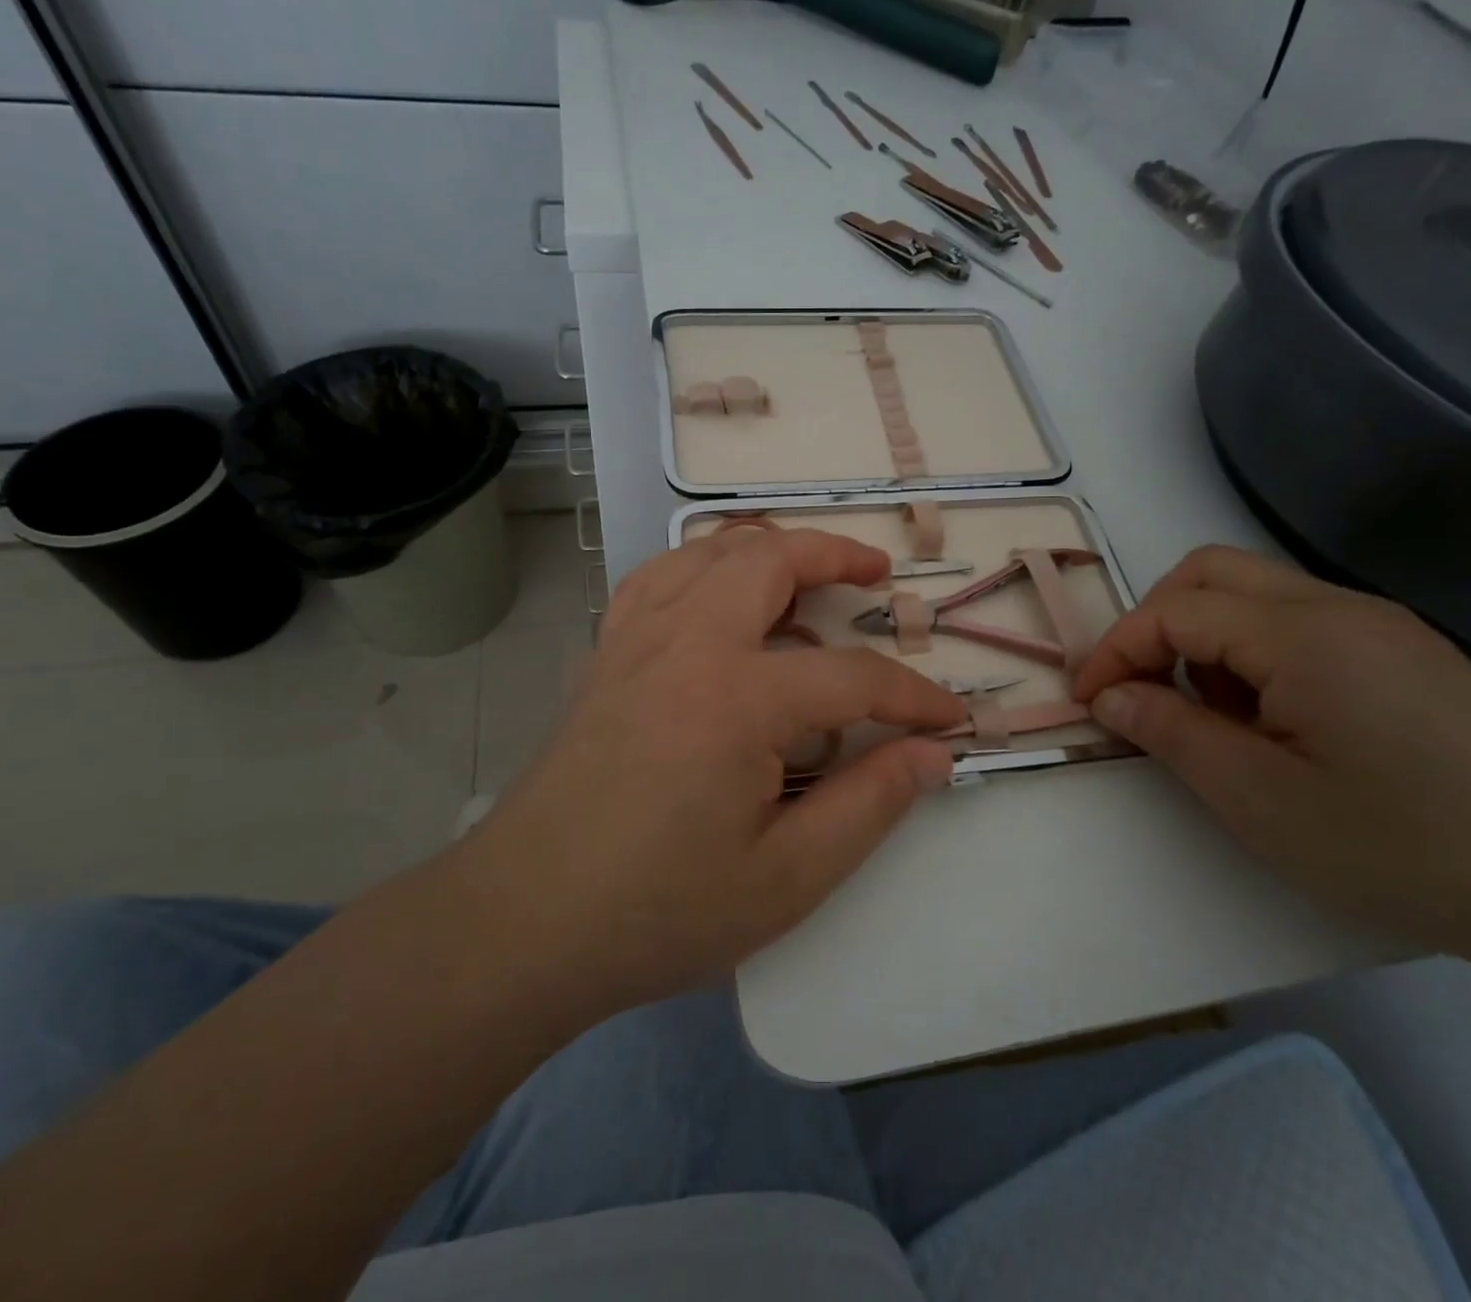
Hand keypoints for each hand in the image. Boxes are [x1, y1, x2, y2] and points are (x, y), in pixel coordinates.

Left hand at [461, 526, 964, 1021]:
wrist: (523, 923)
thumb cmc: (658, 910)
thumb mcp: (786, 877)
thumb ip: (869, 806)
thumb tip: (931, 756)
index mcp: (736, 698)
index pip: (851, 676)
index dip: (912, 696)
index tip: (947, 719)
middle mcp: (685, 642)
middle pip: (770, 559)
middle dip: (835, 555)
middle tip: (876, 575)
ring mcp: (635, 639)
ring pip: (708, 551)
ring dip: (767, 547)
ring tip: (805, 572)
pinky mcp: (604, 654)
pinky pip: (658, 577)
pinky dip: (701, 565)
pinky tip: (717, 595)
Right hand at [1073, 546, 1470, 958]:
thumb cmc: (1401, 845)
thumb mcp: (1258, 798)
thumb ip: (1169, 732)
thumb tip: (1109, 696)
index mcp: (1302, 634)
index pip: (1174, 610)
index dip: (1115, 650)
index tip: (1086, 701)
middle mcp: (1340, 608)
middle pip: (1211, 572)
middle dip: (1154, 623)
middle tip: (1139, 689)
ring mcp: (1382, 627)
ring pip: (1256, 595)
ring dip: (1205, 639)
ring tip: (1211, 718)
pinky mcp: (1408, 656)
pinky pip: (1302, 625)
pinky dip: (1254, 654)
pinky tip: (1273, 722)